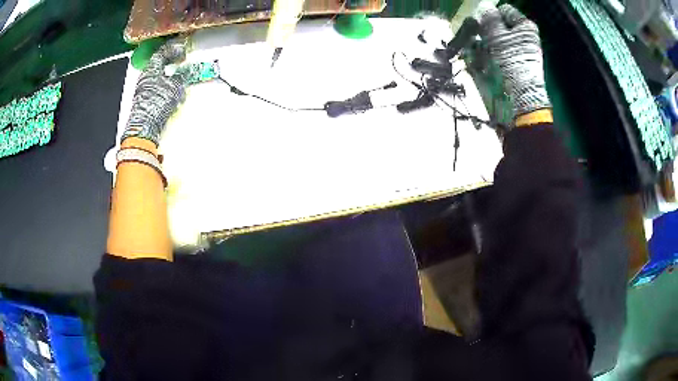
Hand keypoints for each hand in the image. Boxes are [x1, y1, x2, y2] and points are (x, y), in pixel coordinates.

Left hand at [122, 38, 188, 145]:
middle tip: (180, 59)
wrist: (145, 127)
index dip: (173, 49)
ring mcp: (143, 89)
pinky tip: (171, 89)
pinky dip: (164, 83)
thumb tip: (187, 69)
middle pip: (158, 63)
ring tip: (177, 74)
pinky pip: (156, 85)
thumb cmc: (157, 103)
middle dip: (170, 60)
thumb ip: (182, 75)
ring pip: (157, 74)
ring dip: (167, 72)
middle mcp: (145, 77)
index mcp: (151, 69)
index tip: (182, 49)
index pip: (161, 52)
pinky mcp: (144, 100)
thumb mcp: (175, 86)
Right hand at [477, 4, 550, 116]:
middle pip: (504, 24)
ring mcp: (526, 48)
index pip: (504, 10)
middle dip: (490, 29)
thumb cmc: (512, 61)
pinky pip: (506, 50)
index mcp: (526, 25)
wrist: (524, 92)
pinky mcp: (522, 60)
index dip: (491, 15)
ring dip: (491, 41)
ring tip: (483, 51)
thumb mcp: (497, 36)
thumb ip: (490, 19)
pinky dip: (497, 52)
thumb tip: (485, 7)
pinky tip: (491, 59)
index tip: (482, 25)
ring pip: (503, 37)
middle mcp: (528, 35)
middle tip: (480, 38)